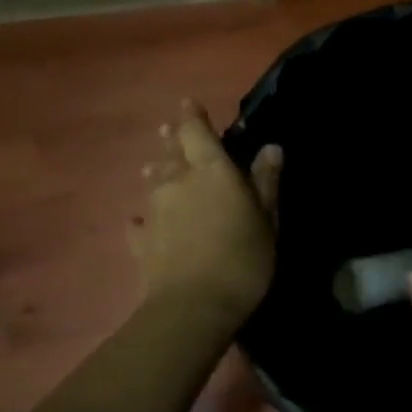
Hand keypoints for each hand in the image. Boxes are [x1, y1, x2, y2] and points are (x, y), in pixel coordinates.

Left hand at [129, 100, 281, 326]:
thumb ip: (265, 181)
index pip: (196, 131)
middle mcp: (177, 182)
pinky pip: (140, 221)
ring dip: (156, 172)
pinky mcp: (141, 241)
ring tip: (155, 167)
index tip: (188, 104)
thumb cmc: (242, 258)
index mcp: (211, 170)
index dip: (192, 116)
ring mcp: (154, 211)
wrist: (194, 306)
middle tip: (168, 131)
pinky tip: (141, 221)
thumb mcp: (266, 219)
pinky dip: (143, 217)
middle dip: (171, 140)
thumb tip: (271, 147)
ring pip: (153, 182)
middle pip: (170, 153)